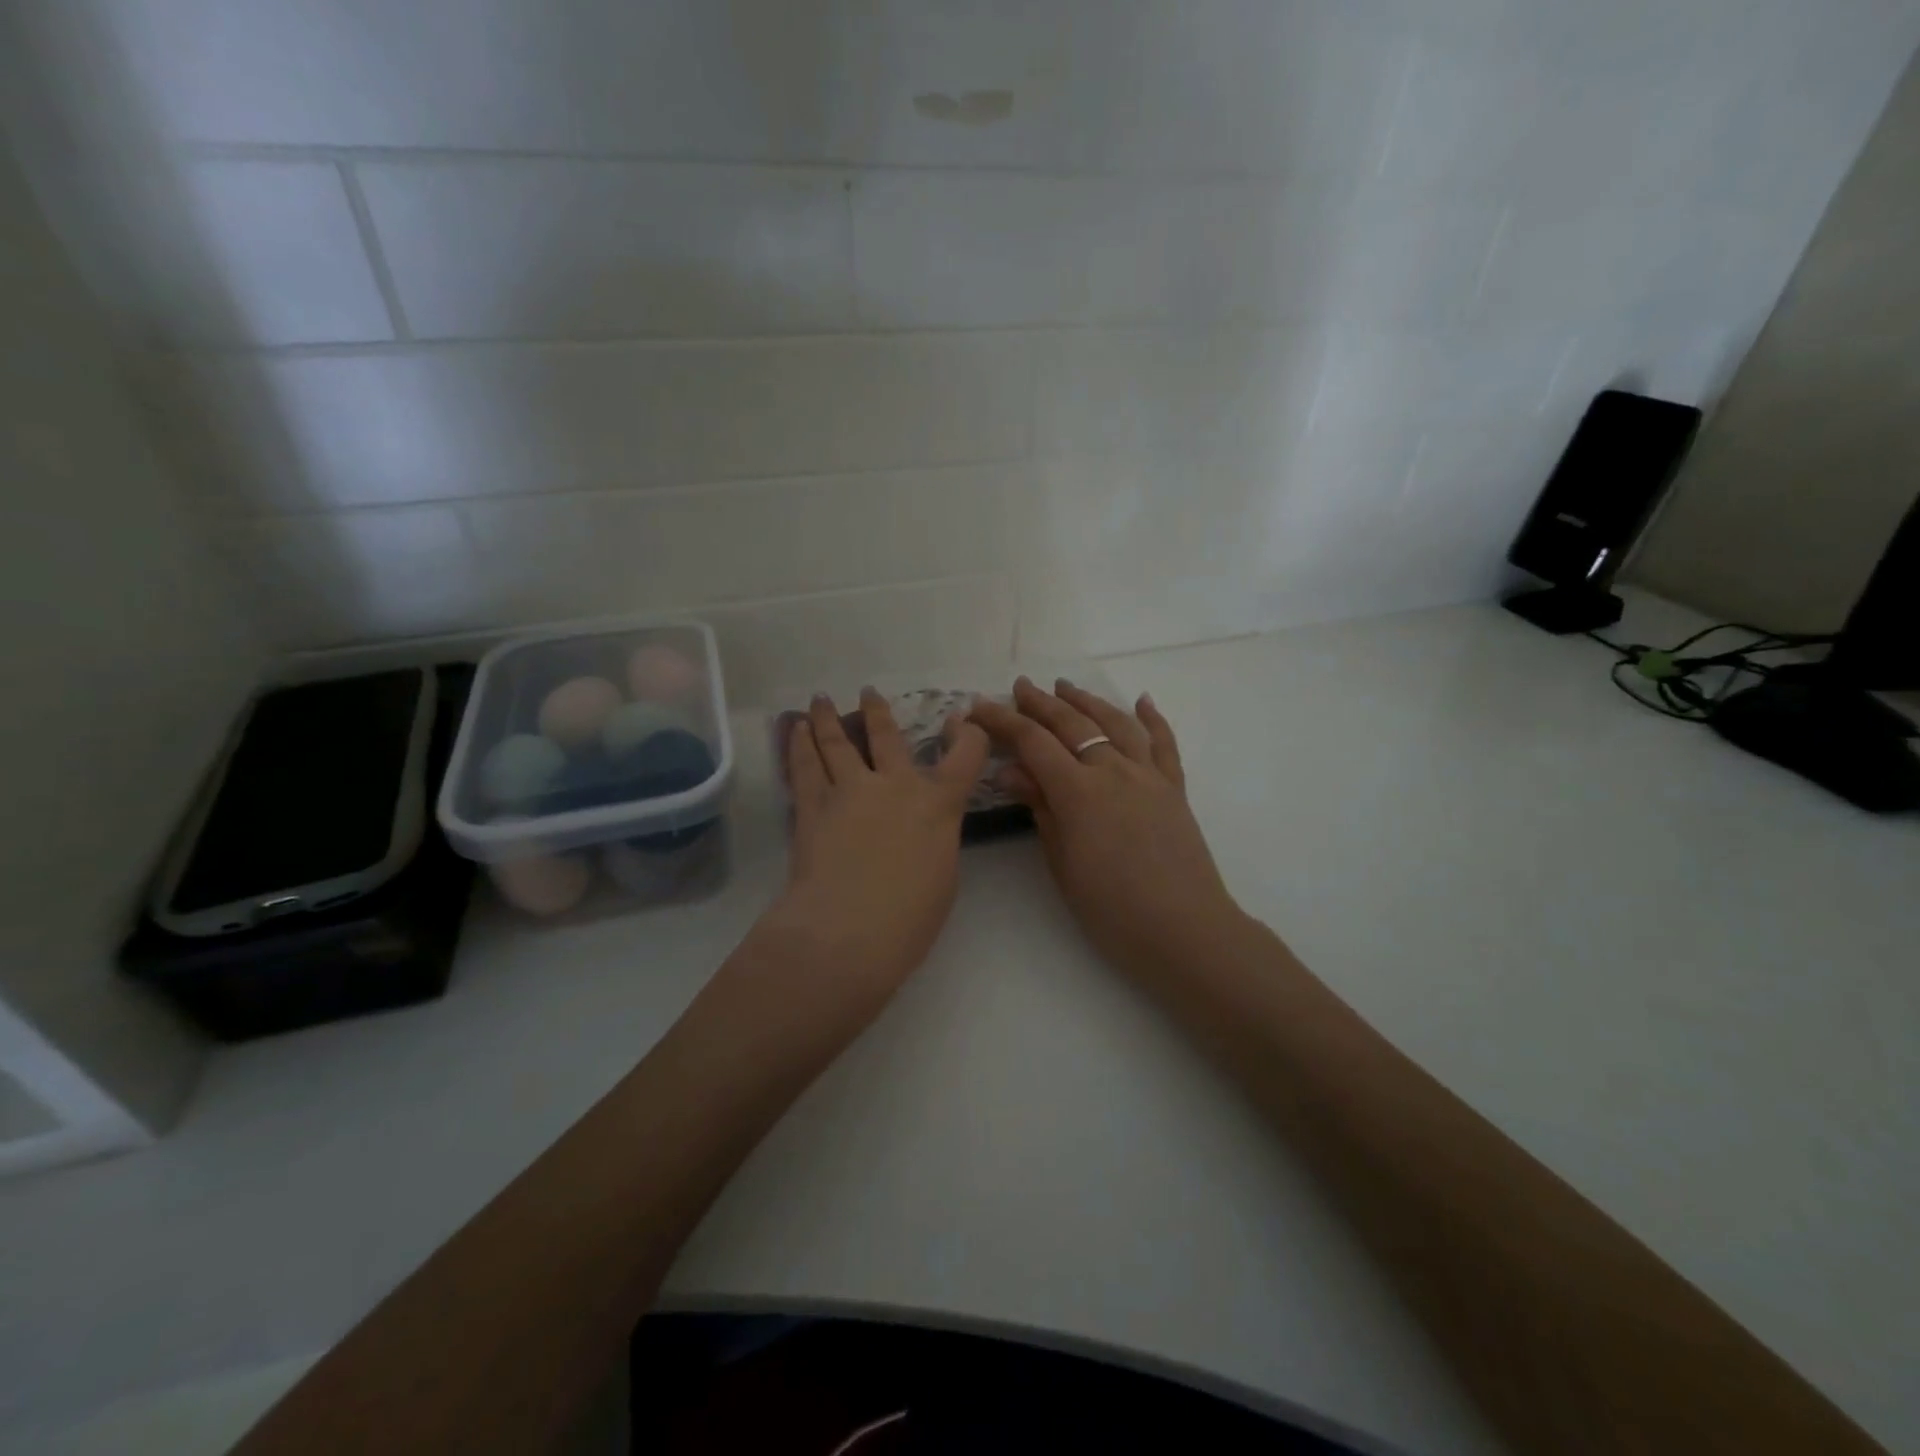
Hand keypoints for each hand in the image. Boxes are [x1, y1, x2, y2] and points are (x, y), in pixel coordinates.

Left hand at [760, 689, 989, 1008]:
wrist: (849, 931)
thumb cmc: (910, 917)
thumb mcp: (943, 873)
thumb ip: (935, 836)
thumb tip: (920, 825)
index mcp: (938, 802)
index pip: (966, 754)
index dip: (969, 732)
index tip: (963, 720)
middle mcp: (895, 785)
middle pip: (887, 736)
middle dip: (878, 712)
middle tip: (868, 693)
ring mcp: (850, 790)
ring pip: (838, 742)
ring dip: (829, 718)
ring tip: (822, 699)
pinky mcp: (812, 805)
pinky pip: (805, 765)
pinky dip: (800, 744)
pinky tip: (796, 730)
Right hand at [972, 678, 1246, 981]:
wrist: (1184, 931)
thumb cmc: (1111, 909)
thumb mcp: (1062, 863)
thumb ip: (1040, 809)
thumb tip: (1011, 771)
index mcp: (1079, 791)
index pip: (1033, 742)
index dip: (1003, 721)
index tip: (980, 707)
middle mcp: (1113, 770)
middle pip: (1072, 724)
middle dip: (1042, 703)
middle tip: (1020, 687)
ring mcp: (1149, 776)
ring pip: (1116, 723)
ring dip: (1088, 701)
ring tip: (1066, 687)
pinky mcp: (1174, 788)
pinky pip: (1163, 744)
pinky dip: (1152, 719)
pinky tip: (1142, 701)